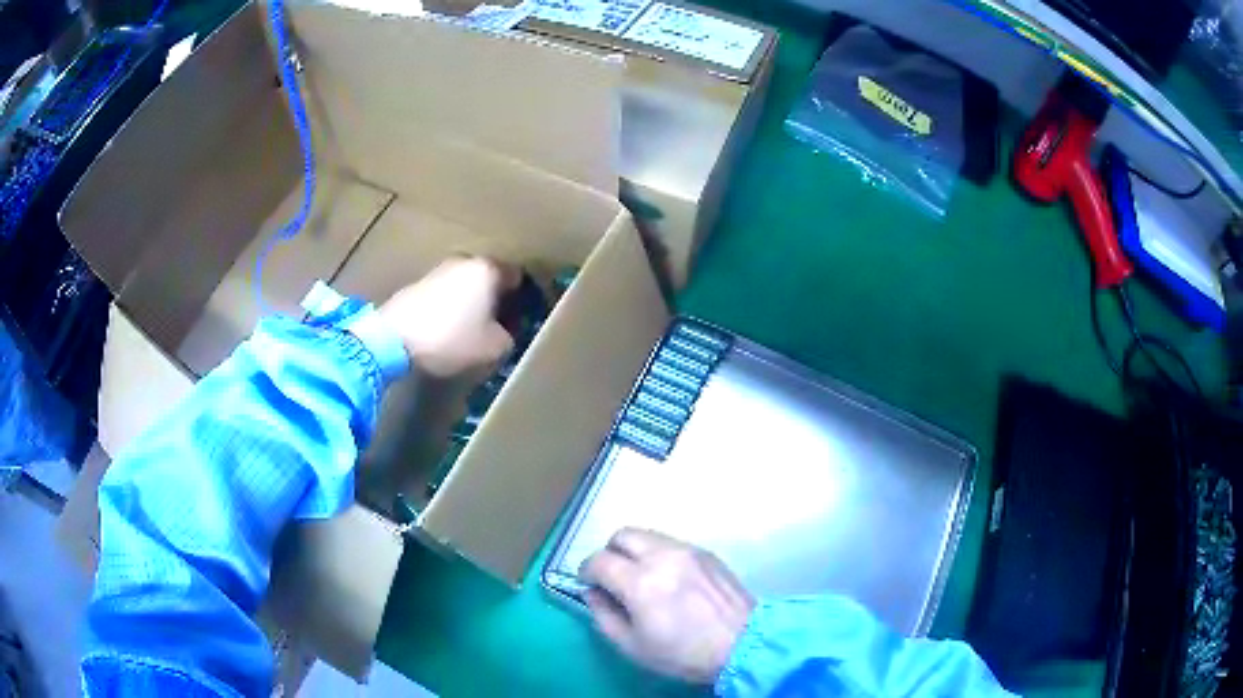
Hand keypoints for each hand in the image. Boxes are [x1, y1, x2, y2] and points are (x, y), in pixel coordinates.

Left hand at [378, 256, 519, 376]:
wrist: (392, 340)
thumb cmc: (451, 339)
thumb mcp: (494, 348)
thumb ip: (509, 337)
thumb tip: (503, 332)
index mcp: (488, 269)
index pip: (518, 277)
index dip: (523, 299)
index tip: (522, 320)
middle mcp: (465, 261)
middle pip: (489, 279)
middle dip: (495, 300)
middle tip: (497, 328)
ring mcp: (437, 270)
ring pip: (465, 286)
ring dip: (470, 305)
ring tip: (470, 332)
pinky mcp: (416, 284)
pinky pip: (444, 295)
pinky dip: (449, 309)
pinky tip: (445, 331)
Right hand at [580, 529, 755, 684]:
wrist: (742, 644)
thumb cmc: (683, 653)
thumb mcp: (632, 646)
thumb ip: (603, 615)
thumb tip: (593, 592)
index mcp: (640, 583)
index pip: (599, 560)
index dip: (586, 571)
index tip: (589, 584)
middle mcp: (662, 556)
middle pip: (622, 535)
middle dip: (610, 553)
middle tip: (613, 577)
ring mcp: (688, 550)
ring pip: (647, 535)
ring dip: (635, 551)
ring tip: (642, 577)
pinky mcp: (706, 552)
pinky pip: (671, 543)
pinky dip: (659, 554)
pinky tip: (669, 579)